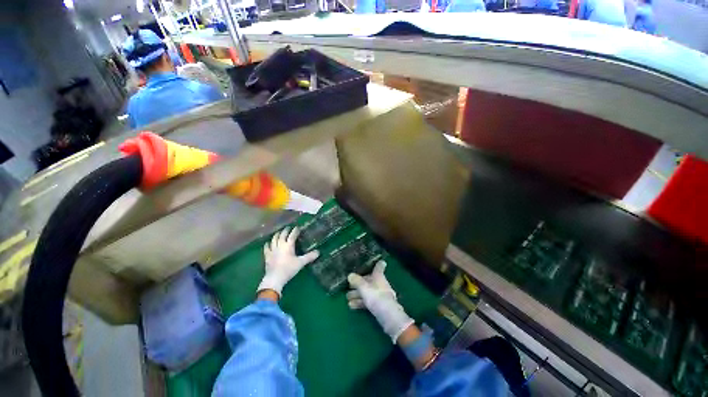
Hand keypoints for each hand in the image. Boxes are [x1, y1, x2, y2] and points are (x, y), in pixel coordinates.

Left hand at [258, 227, 318, 297]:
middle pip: (282, 235)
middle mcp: (280, 245)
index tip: (297, 227)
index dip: (295, 231)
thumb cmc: (289, 269)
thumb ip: (309, 257)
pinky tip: (268, 242)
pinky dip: (268, 244)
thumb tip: (318, 252)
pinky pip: (266, 248)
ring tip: (278, 232)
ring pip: (274, 240)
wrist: (275, 278)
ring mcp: (272, 250)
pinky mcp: (267, 256)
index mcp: (288, 246)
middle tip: (288, 228)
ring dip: (276, 235)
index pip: (292, 235)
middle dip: (285, 231)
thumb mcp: (301, 263)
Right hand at [347, 261, 413, 342]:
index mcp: (378, 277)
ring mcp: (379, 295)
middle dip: (358, 283)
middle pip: (368, 281)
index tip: (378, 260)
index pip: (378, 267)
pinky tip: (351, 306)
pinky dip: (360, 302)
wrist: (388, 317)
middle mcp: (379, 284)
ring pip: (367, 292)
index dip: (378, 264)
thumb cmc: (376, 297)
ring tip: (347, 297)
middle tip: (348, 285)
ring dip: (357, 294)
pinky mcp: (378, 306)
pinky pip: (367, 301)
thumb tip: (350, 275)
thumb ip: (357, 281)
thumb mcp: (364, 288)